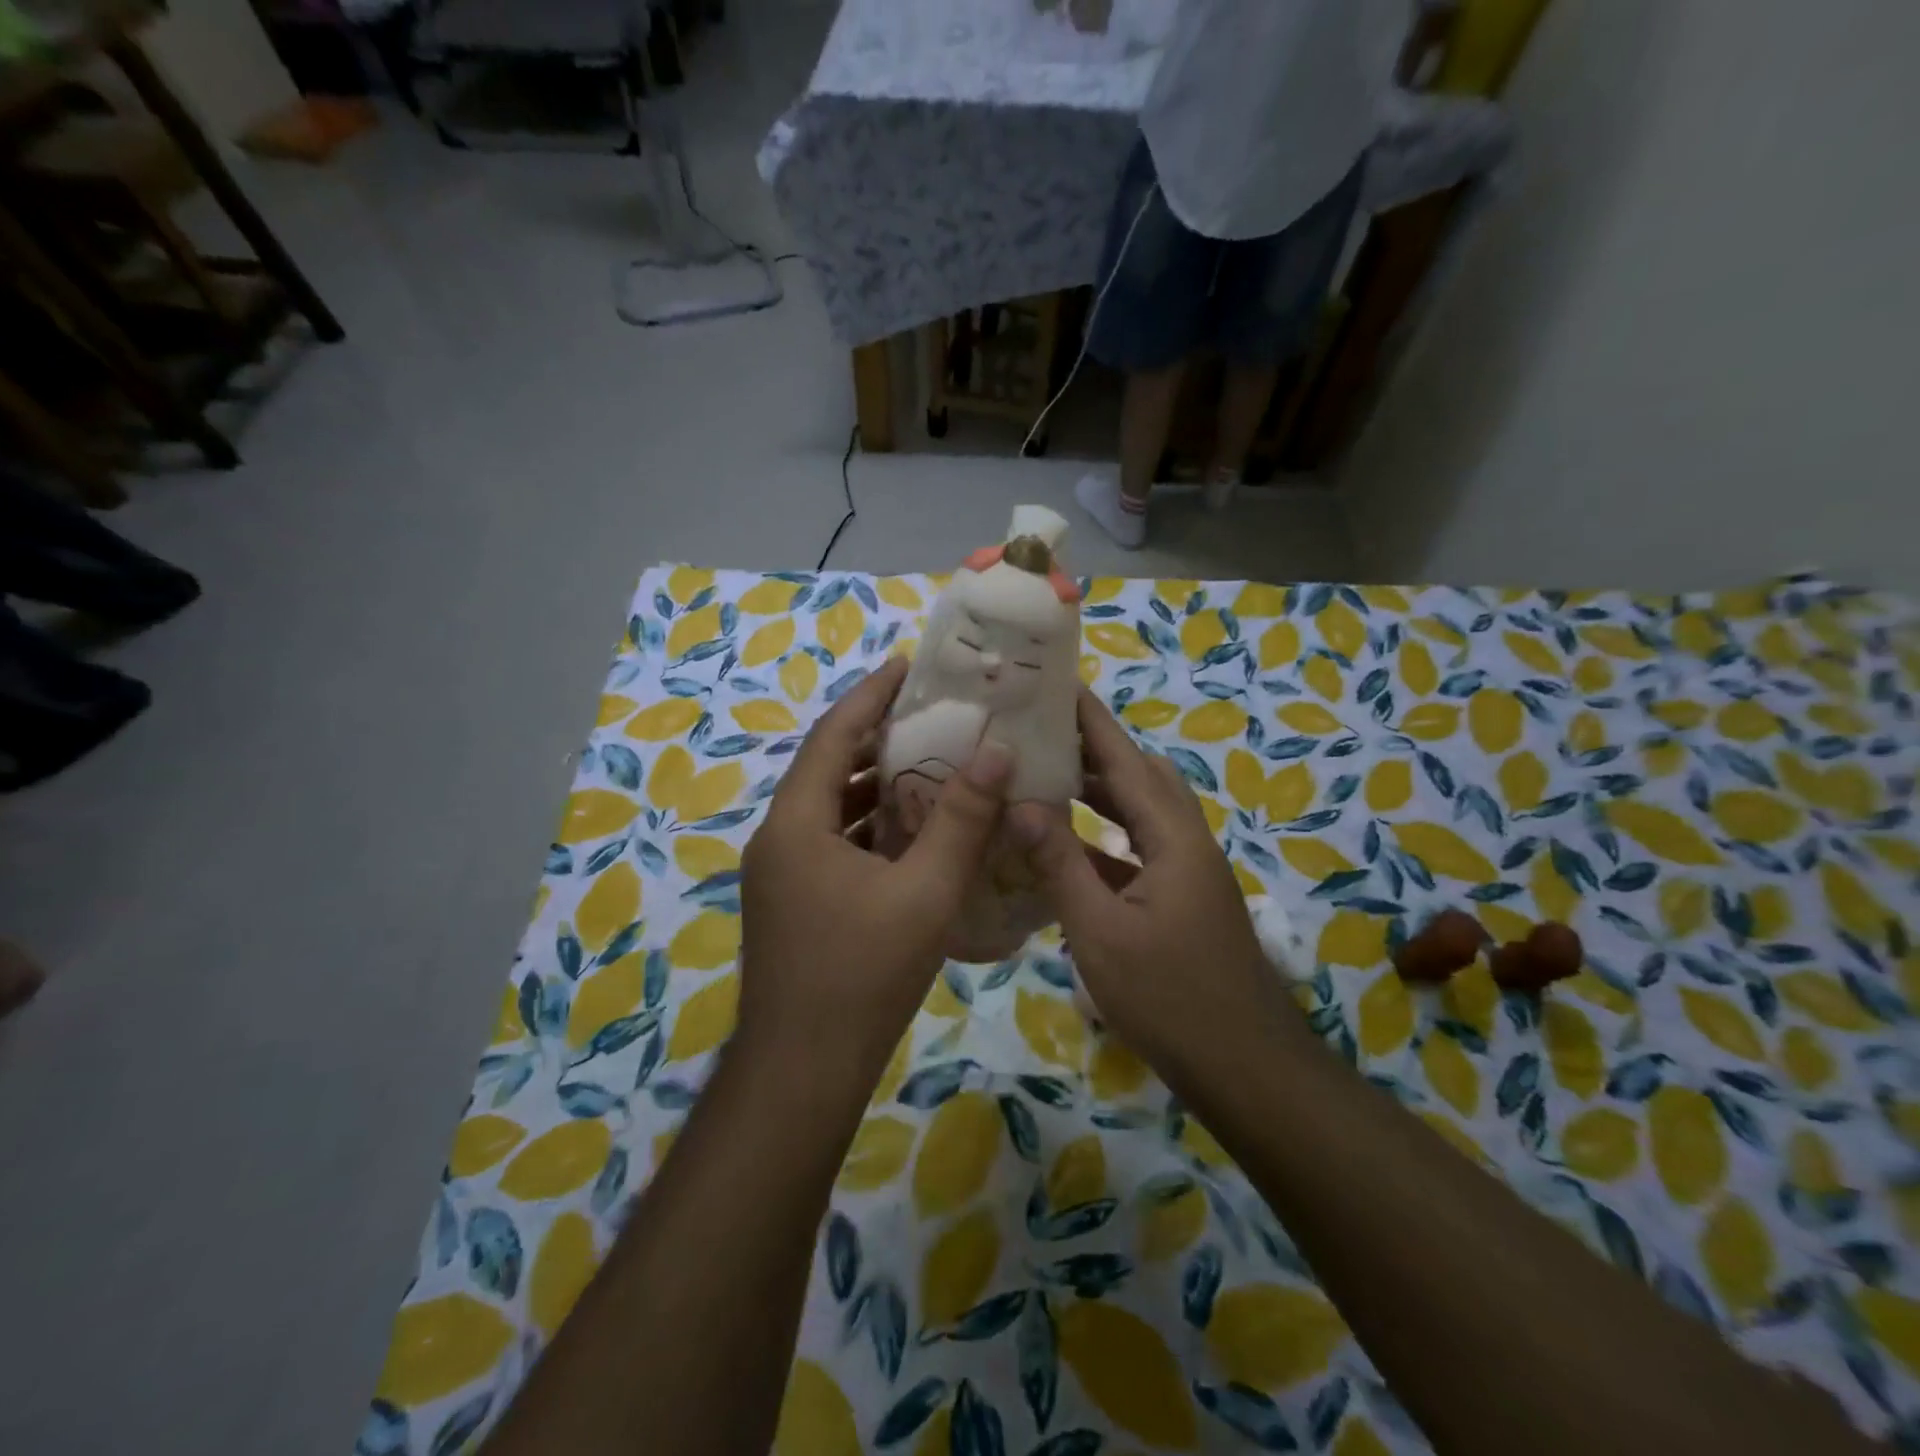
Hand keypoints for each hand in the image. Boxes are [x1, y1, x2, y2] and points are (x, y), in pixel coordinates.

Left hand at [738, 655, 1012, 1088]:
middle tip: (934, 716)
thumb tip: (998, 752)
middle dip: (879, 738)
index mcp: (797, 823)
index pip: (833, 736)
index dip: (871, 696)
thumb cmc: (862, 976)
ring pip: (832, 810)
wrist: (803, 1073)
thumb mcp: (924, 892)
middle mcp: (779, 839)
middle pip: (830, 768)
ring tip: (932, 764)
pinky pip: (834, 844)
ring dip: (877, 786)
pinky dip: (871, 827)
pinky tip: (913, 833)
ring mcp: (782, 874)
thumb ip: (962, 819)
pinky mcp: (794, 902)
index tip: (909, 666)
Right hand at [1011, 691, 1297, 1080]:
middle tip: (1041, 732)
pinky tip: (1066, 847)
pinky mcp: (1180, 900)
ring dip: (1099, 792)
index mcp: (1173, 837)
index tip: (1058, 683)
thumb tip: (1021, 803)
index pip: (1125, 760)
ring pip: (1141, 813)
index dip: (1091, 720)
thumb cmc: (1170, 998)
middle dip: (1093, 749)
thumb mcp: (1100, 931)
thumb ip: (1060, 863)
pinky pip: (1138, 849)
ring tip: (1047, 777)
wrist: (1246, 1068)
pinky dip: (1104, 837)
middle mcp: (1186, 842)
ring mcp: (1187, 872)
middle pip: (1140, 777)